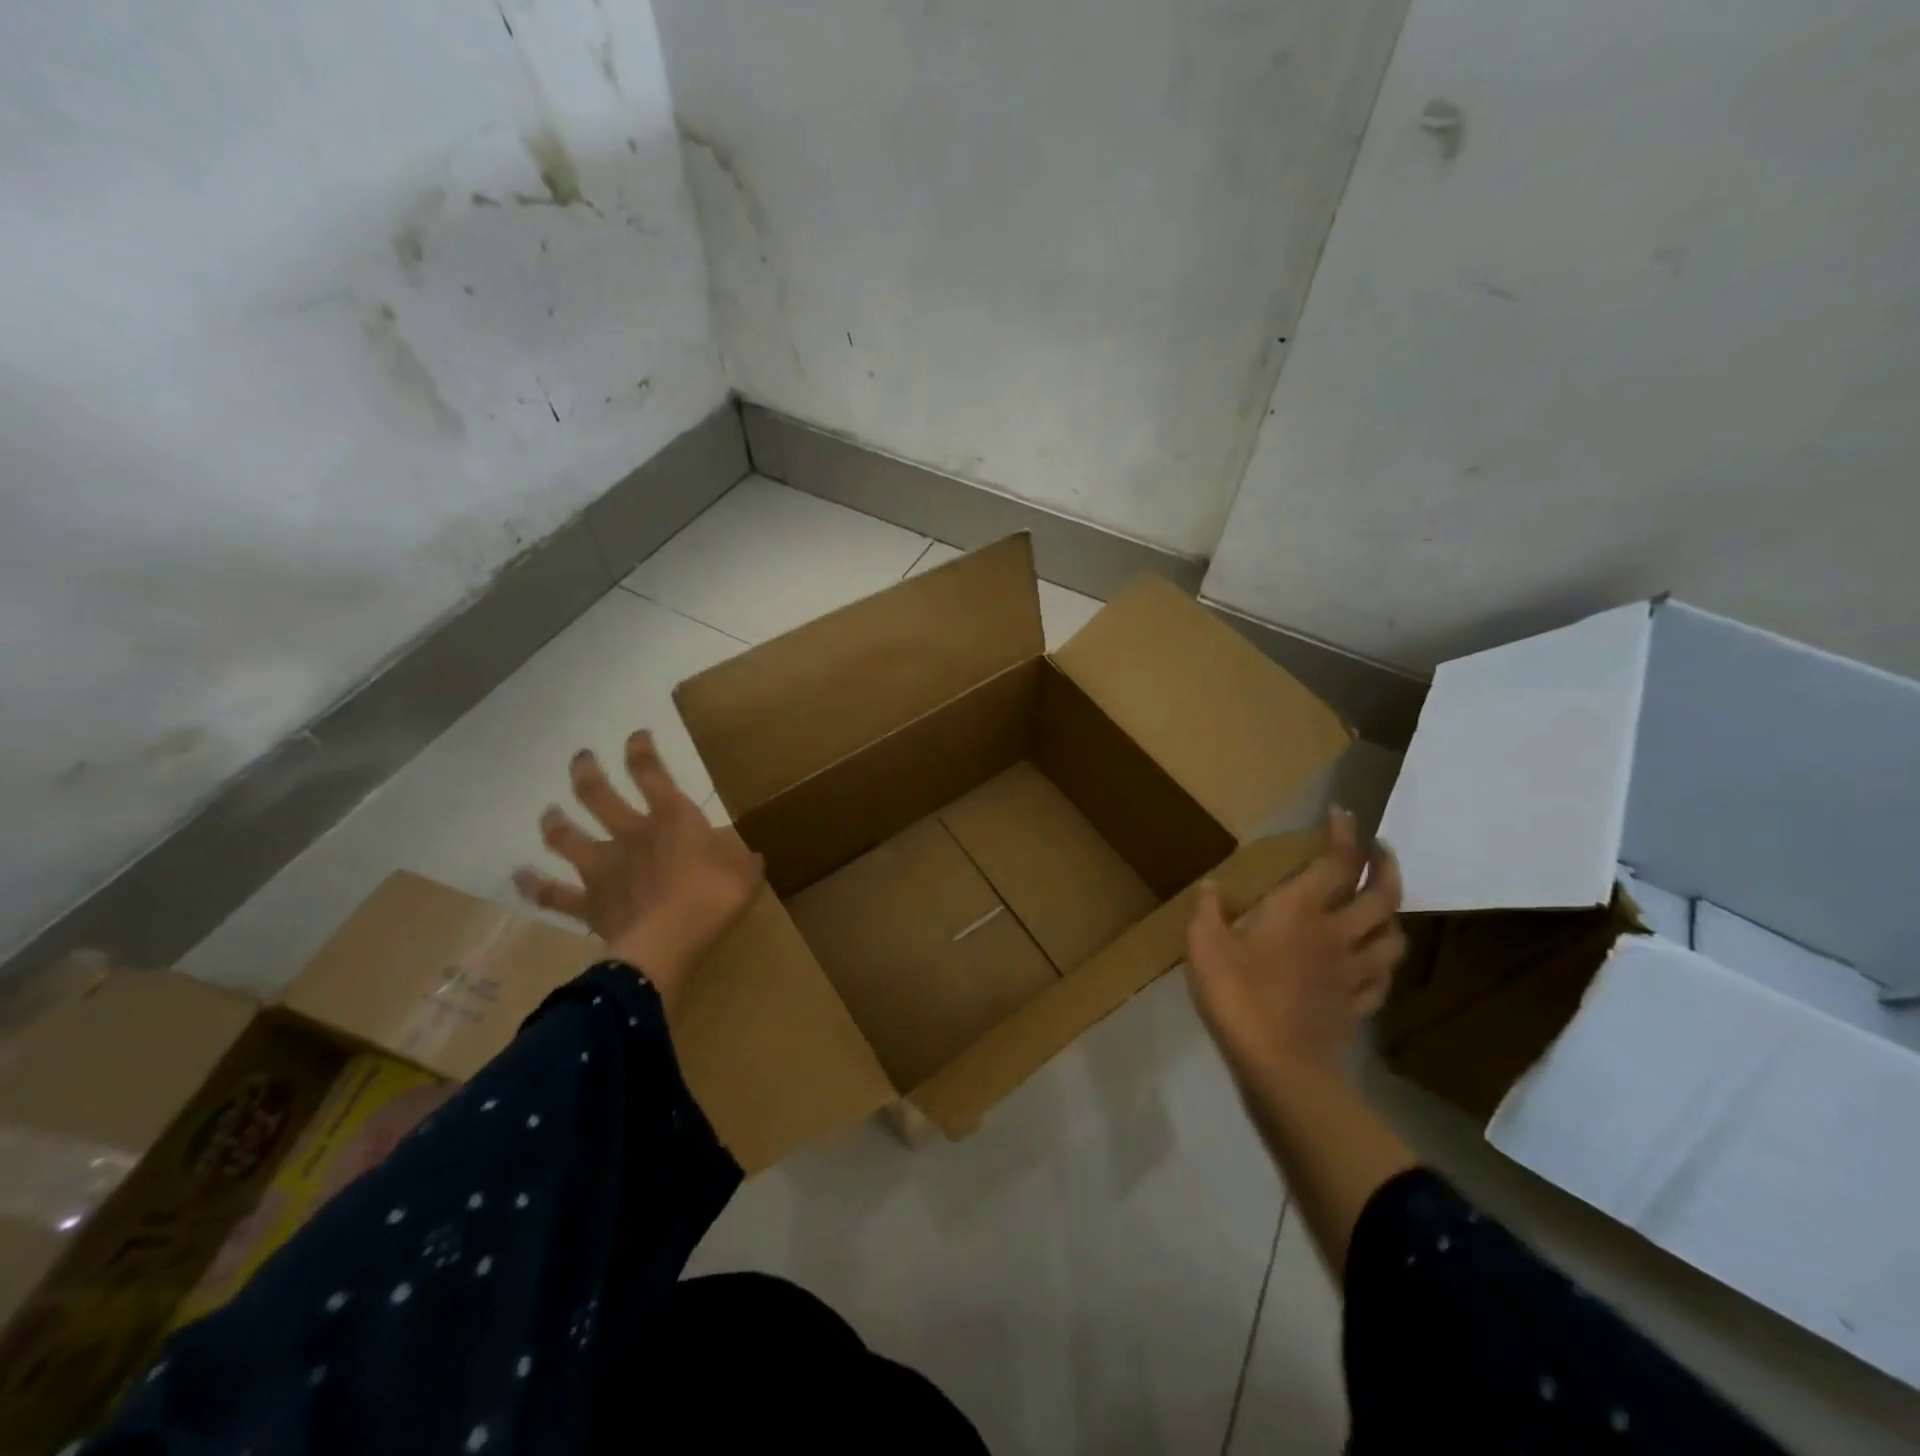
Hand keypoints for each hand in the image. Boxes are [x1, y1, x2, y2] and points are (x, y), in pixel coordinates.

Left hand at [513, 731, 763, 1004]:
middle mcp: (631, 835)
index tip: (635, 735)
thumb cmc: (712, 899)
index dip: (641, 751)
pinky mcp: (589, 903)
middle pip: (597, 795)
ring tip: (549, 813)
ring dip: (556, 823)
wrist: (667, 943)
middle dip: (587, 772)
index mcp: (672, 820)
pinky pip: (554, 894)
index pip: (651, 774)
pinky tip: (520, 877)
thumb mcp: (745, 874)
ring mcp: (604, 867)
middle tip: (580, 759)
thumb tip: (750, 854)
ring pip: (568, 837)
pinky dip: (535, 886)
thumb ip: (744, 860)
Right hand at [1185, 807, 1404, 1088]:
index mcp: (1301, 910)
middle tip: (1380, 850)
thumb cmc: (1237, 994)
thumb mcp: (1204, 946)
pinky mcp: (1357, 1005)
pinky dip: (1380, 963)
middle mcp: (1337, 933)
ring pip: (1392, 937)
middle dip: (1385, 866)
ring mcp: (1353, 971)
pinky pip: (1380, 978)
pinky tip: (1370, 964)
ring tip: (1381, 906)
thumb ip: (1208, 911)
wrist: (1278, 1063)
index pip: (1337, 862)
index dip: (1345, 834)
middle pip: (1382, 895)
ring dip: (1391, 915)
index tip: (1344, 813)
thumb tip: (1211, 886)